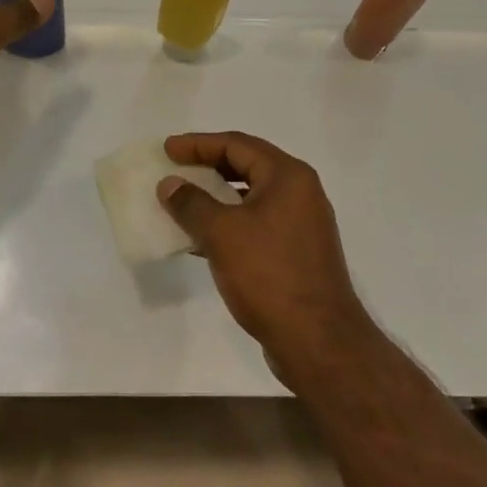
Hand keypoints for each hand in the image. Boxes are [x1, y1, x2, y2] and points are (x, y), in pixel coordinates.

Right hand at [157, 132, 372, 376]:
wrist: (318, 343)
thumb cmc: (269, 275)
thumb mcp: (222, 234)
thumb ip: (192, 203)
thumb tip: (170, 184)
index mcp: (288, 176)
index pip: (237, 144)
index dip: (199, 144)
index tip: (168, 149)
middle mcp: (300, 192)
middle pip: (247, 165)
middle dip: (208, 166)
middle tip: (175, 168)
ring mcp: (302, 224)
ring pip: (251, 197)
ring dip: (217, 197)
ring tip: (183, 202)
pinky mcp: (298, 253)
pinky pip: (257, 223)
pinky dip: (230, 223)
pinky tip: (202, 240)